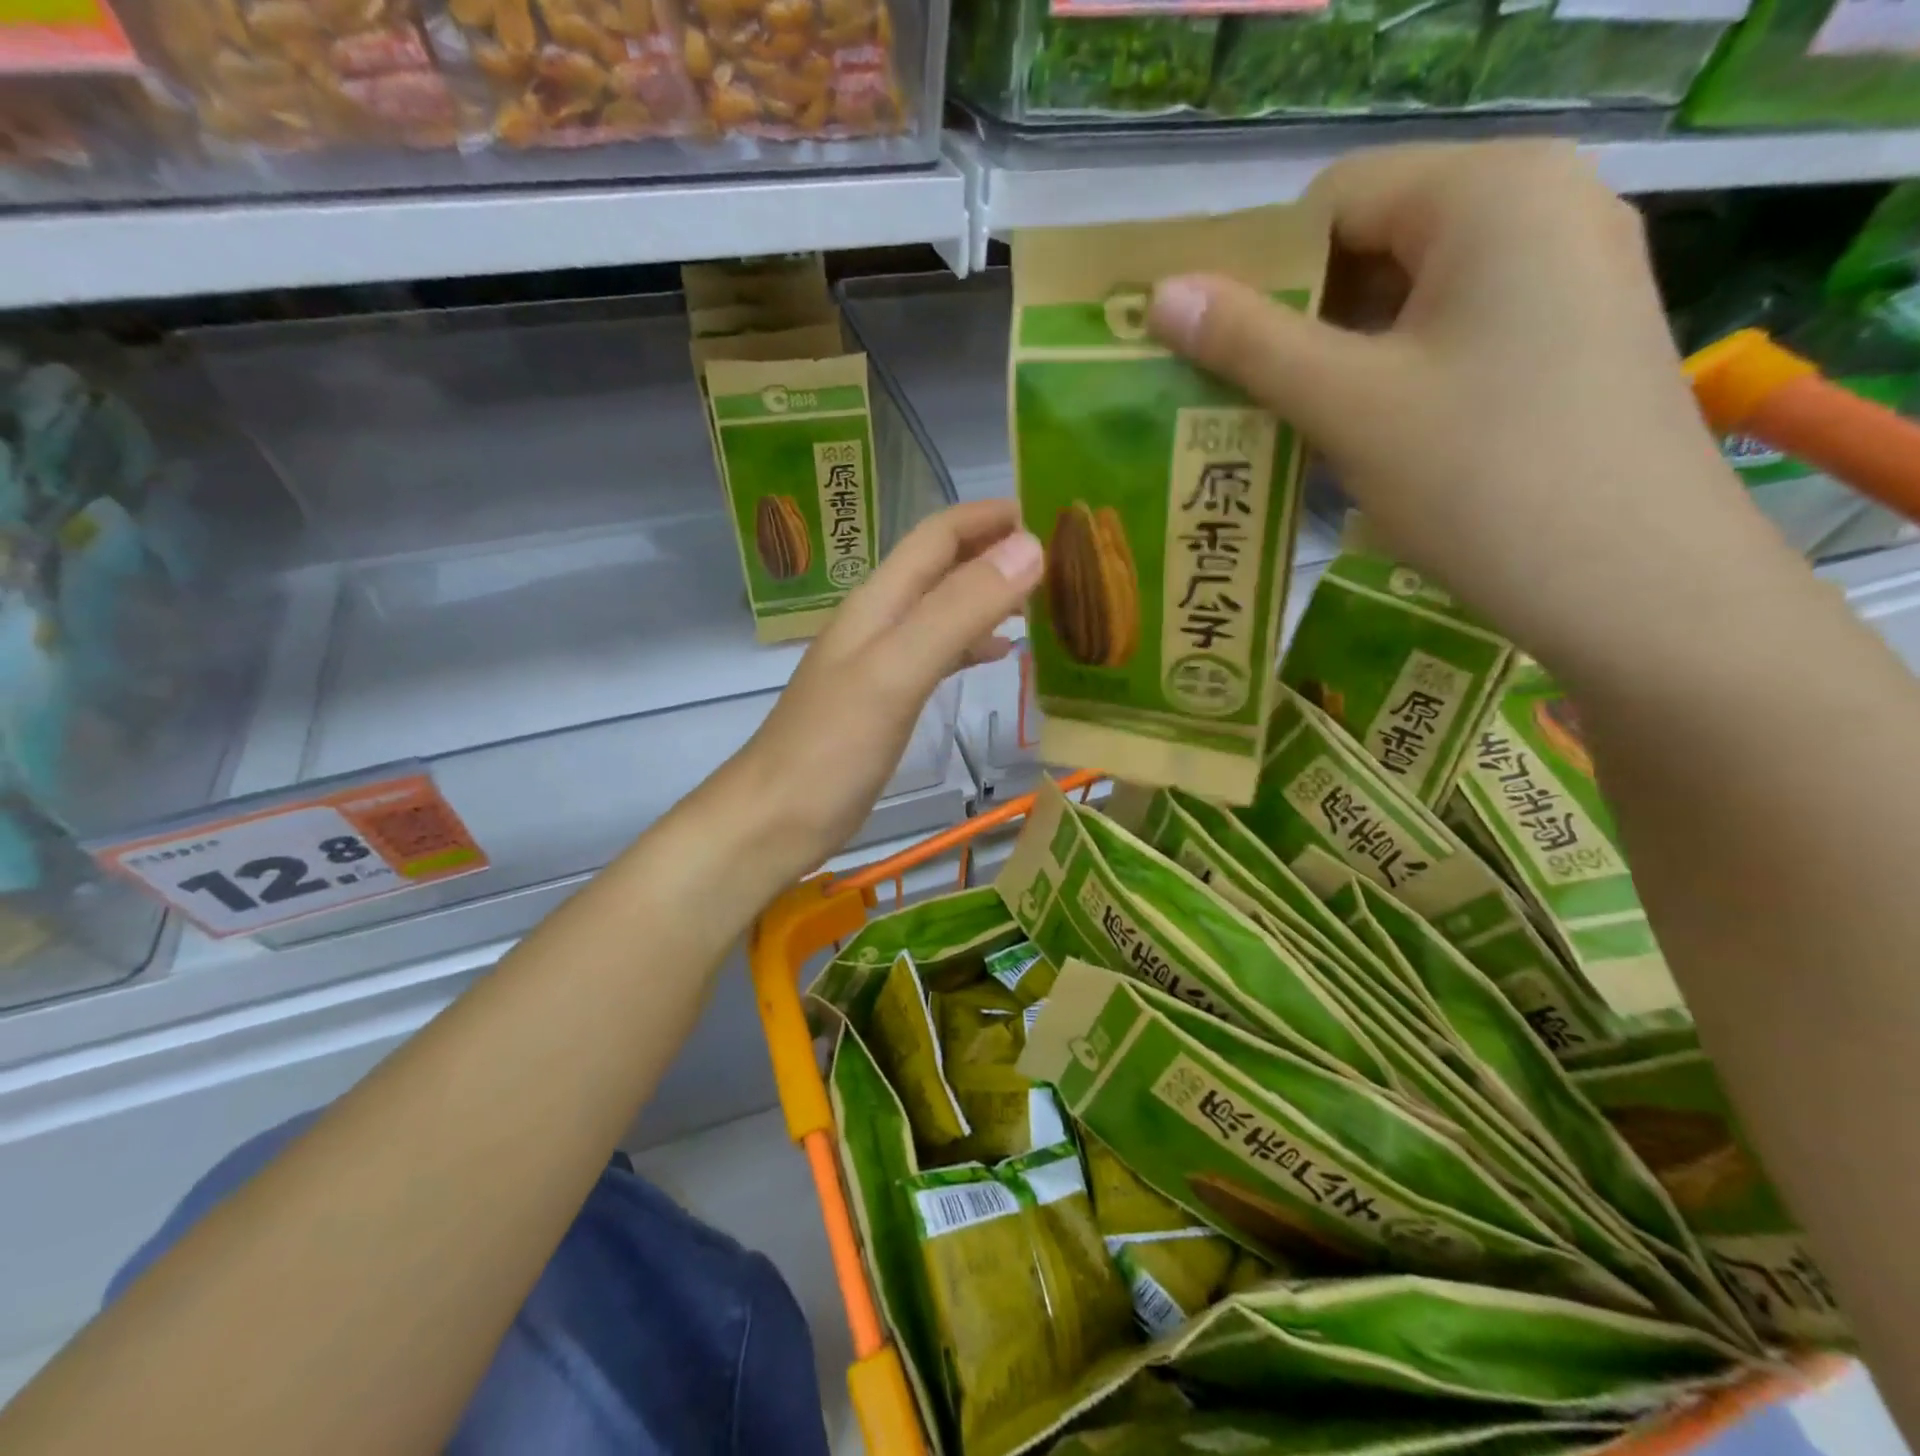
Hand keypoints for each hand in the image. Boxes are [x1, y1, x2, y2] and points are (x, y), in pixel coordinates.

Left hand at [727, 500, 1042, 875]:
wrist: (775, 820)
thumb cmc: (832, 748)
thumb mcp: (898, 672)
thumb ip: (959, 610)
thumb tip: (1031, 547)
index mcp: (879, 602)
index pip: (939, 535)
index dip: (991, 515)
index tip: (1054, 511)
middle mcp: (880, 621)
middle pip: (943, 567)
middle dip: (998, 551)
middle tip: (1065, 560)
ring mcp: (881, 662)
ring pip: (944, 610)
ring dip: (991, 598)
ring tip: (1047, 602)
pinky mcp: (886, 700)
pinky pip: (938, 653)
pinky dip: (974, 644)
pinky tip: (1003, 656)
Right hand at [1146, 141, 1805, 678]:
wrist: (1634, 583)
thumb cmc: (1481, 477)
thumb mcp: (1349, 404)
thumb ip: (1249, 342)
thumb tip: (1160, 294)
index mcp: (1491, 193)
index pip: (1334, 200)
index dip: (1257, 273)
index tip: (1207, 351)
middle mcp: (1540, 209)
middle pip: (1372, 245)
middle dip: (1293, 323)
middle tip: (1229, 399)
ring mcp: (1562, 279)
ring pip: (1406, 300)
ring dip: (1332, 360)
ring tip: (1277, 429)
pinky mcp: (1565, 343)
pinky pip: (1447, 338)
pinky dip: (1385, 380)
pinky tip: (1349, 440)